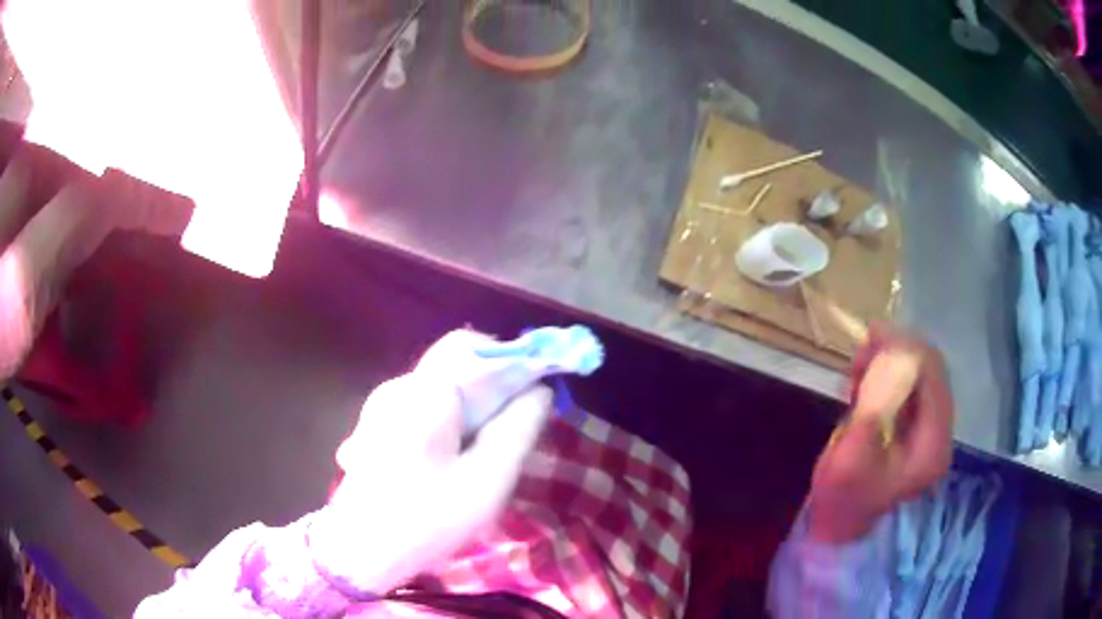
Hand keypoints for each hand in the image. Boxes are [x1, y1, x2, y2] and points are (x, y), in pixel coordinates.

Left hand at [310, 330, 553, 593]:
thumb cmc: (427, 519)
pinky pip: (423, 410)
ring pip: (441, 391)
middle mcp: (397, 387)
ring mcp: (381, 407)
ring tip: (483, 457)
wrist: (361, 552)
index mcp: (423, 392)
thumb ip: (518, 428)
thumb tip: (540, 389)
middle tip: (512, 435)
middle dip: (492, 393)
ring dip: (471, 413)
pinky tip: (451, 464)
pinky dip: (449, 425)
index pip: (473, 346)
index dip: (511, 362)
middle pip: (456, 367)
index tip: (535, 398)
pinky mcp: (376, 428)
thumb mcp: (488, 479)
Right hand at [807, 327, 953, 542]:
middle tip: (863, 345)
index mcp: (933, 444)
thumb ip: (877, 405)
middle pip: (930, 373)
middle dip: (898, 352)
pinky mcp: (914, 433)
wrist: (837, 530)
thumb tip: (893, 353)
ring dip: (892, 363)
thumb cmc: (842, 499)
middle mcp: (939, 434)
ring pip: (920, 379)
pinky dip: (889, 378)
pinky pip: (909, 391)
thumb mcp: (853, 455)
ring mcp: (928, 433)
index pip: (933, 377)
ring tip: (860, 362)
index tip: (872, 334)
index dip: (907, 349)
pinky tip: (866, 379)